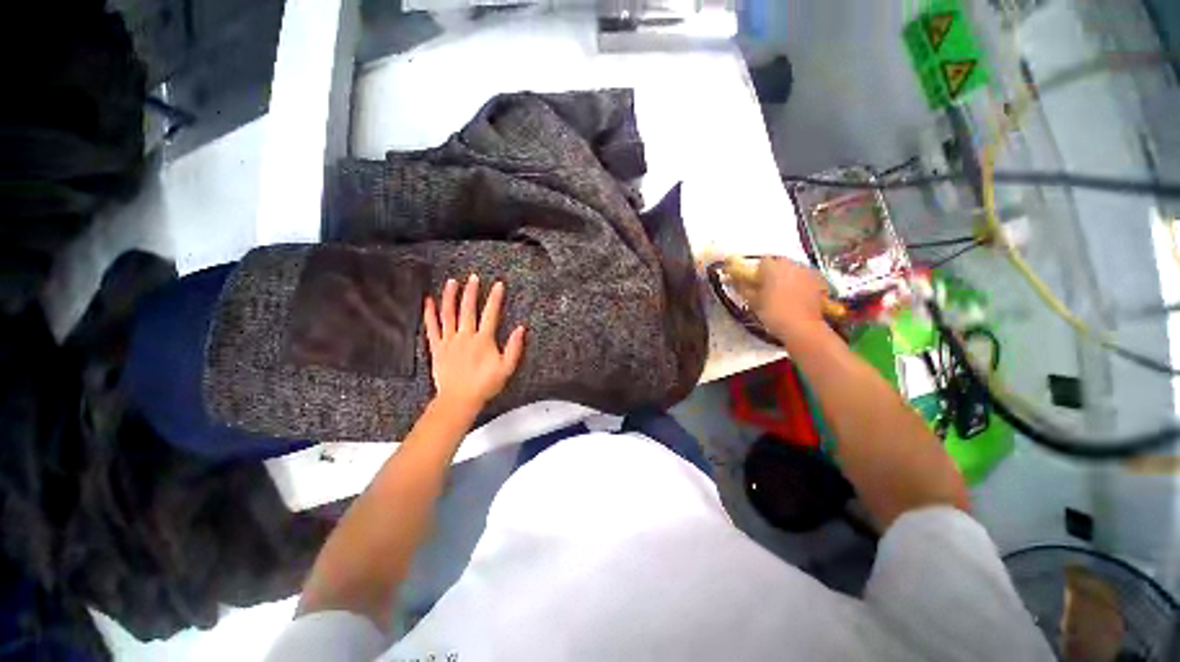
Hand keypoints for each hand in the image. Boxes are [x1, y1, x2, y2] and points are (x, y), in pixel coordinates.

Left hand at [424, 275, 525, 412]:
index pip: (490, 314)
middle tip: (473, 277)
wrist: (459, 399)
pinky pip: (432, 327)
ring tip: (452, 282)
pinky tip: (428, 301)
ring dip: (450, 297)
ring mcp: (449, 341)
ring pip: (449, 314)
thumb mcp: (506, 368)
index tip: (498, 285)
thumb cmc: (485, 384)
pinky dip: (429, 313)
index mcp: (483, 340)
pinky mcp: (437, 348)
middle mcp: (465, 336)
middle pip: (468, 309)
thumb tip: (521, 328)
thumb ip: (515, 347)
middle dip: (472, 291)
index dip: (495, 298)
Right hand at [734, 257, 830, 343]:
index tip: (752, 284)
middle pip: (779, 264)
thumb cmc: (774, 313)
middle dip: (771, 273)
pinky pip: (804, 278)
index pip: (761, 262)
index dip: (755, 272)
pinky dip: (799, 284)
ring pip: (792, 270)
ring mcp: (808, 272)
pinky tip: (795, 298)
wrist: (802, 328)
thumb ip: (742, 287)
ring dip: (786, 278)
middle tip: (765, 289)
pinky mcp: (819, 282)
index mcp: (774, 266)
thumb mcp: (753, 301)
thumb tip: (731, 279)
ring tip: (781, 294)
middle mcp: (792, 264)